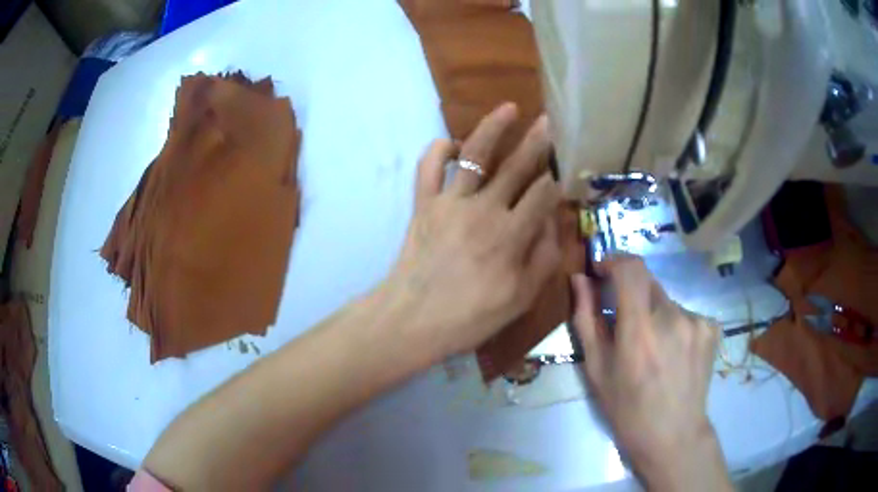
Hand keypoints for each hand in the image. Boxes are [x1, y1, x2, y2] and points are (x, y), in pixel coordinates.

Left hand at [384, 103, 560, 360]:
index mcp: (511, 234)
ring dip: (493, 128)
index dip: (557, 180)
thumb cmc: (469, 316)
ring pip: (474, 154)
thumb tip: (554, 223)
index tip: (566, 169)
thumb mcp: (520, 298)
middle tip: (549, 121)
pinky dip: (439, 150)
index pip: (543, 194)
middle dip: (537, 141)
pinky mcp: (424, 203)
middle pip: (516, 166)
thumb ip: (544, 259)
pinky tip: (453, 144)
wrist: (412, 319)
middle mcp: (484, 209)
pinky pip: (429, 167)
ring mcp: (450, 202)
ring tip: (509, 108)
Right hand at [571, 256, 731, 491]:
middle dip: (631, 294)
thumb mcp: (597, 369)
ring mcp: (697, 320)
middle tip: (626, 325)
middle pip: (648, 282)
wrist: (672, 434)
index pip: (630, 267)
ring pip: (666, 300)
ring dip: (654, 313)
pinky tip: (673, 352)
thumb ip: (586, 319)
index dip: (614, 259)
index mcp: (640, 328)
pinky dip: (674, 324)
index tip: (602, 271)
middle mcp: (672, 316)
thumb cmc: (627, 408)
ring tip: (653, 349)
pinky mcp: (711, 327)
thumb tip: (579, 279)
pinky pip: (685, 313)